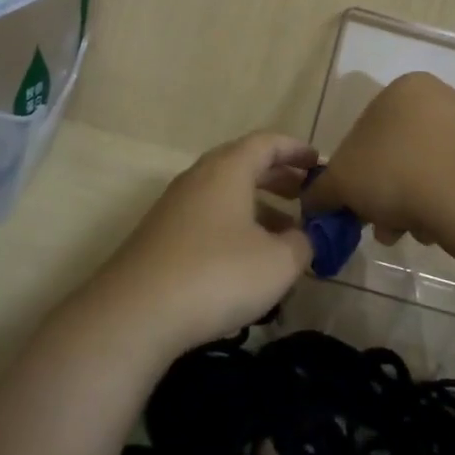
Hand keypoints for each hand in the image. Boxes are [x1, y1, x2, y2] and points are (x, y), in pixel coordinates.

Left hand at [87, 131, 318, 359]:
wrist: (136, 312)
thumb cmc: (217, 275)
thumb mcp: (278, 262)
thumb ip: (303, 243)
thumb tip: (304, 237)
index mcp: (228, 169)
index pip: (266, 143)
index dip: (296, 150)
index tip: (319, 163)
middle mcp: (198, 178)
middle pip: (243, 165)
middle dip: (279, 178)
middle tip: (307, 197)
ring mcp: (175, 207)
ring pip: (225, 195)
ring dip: (258, 208)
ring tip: (287, 236)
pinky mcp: (161, 236)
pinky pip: (208, 219)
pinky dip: (235, 228)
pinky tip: (248, 262)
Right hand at [303, 73, 454, 253]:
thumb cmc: (395, 173)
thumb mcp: (341, 183)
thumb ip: (321, 190)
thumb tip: (312, 202)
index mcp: (402, 88)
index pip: (363, 130)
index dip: (352, 171)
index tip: (352, 202)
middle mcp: (438, 96)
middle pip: (394, 152)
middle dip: (381, 192)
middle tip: (375, 223)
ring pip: (422, 168)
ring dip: (407, 202)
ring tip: (404, 233)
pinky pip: (451, 180)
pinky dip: (437, 203)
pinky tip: (432, 230)